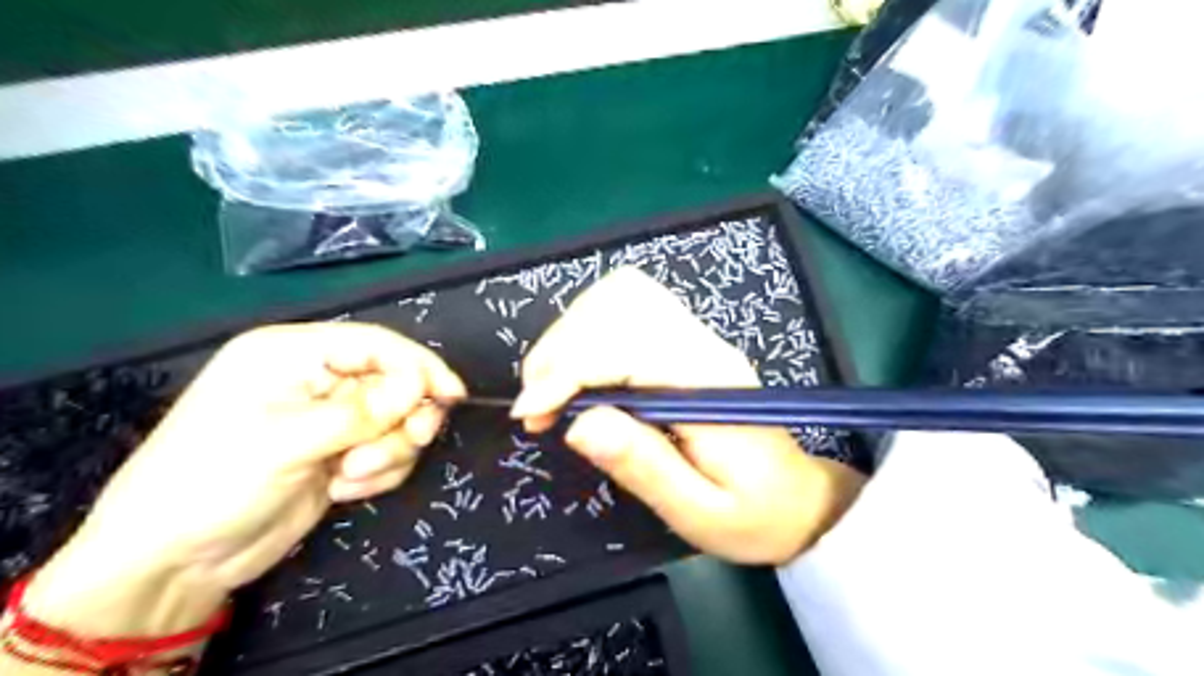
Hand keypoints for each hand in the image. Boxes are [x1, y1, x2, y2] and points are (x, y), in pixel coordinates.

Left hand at [24, 325, 465, 637]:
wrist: (176, 562)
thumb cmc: (214, 482)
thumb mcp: (288, 441)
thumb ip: (363, 411)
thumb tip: (423, 389)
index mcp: (293, 355)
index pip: (376, 344)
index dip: (419, 366)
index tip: (453, 395)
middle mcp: (317, 380)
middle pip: (396, 383)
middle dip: (401, 419)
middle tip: (398, 445)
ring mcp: (331, 420)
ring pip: (398, 420)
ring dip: (387, 452)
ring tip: (348, 477)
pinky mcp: (342, 453)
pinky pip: (389, 452)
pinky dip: (379, 473)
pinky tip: (342, 490)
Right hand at [511, 269, 864, 563]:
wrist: (799, 499)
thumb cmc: (753, 515)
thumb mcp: (698, 512)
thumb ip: (642, 465)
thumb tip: (577, 423)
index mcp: (708, 384)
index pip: (626, 346)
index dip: (568, 371)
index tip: (531, 415)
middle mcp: (702, 345)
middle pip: (617, 304)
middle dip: (560, 348)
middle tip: (537, 407)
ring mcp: (696, 336)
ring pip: (621, 294)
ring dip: (570, 333)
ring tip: (552, 388)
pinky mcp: (686, 339)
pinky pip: (629, 305)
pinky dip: (588, 328)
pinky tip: (579, 369)